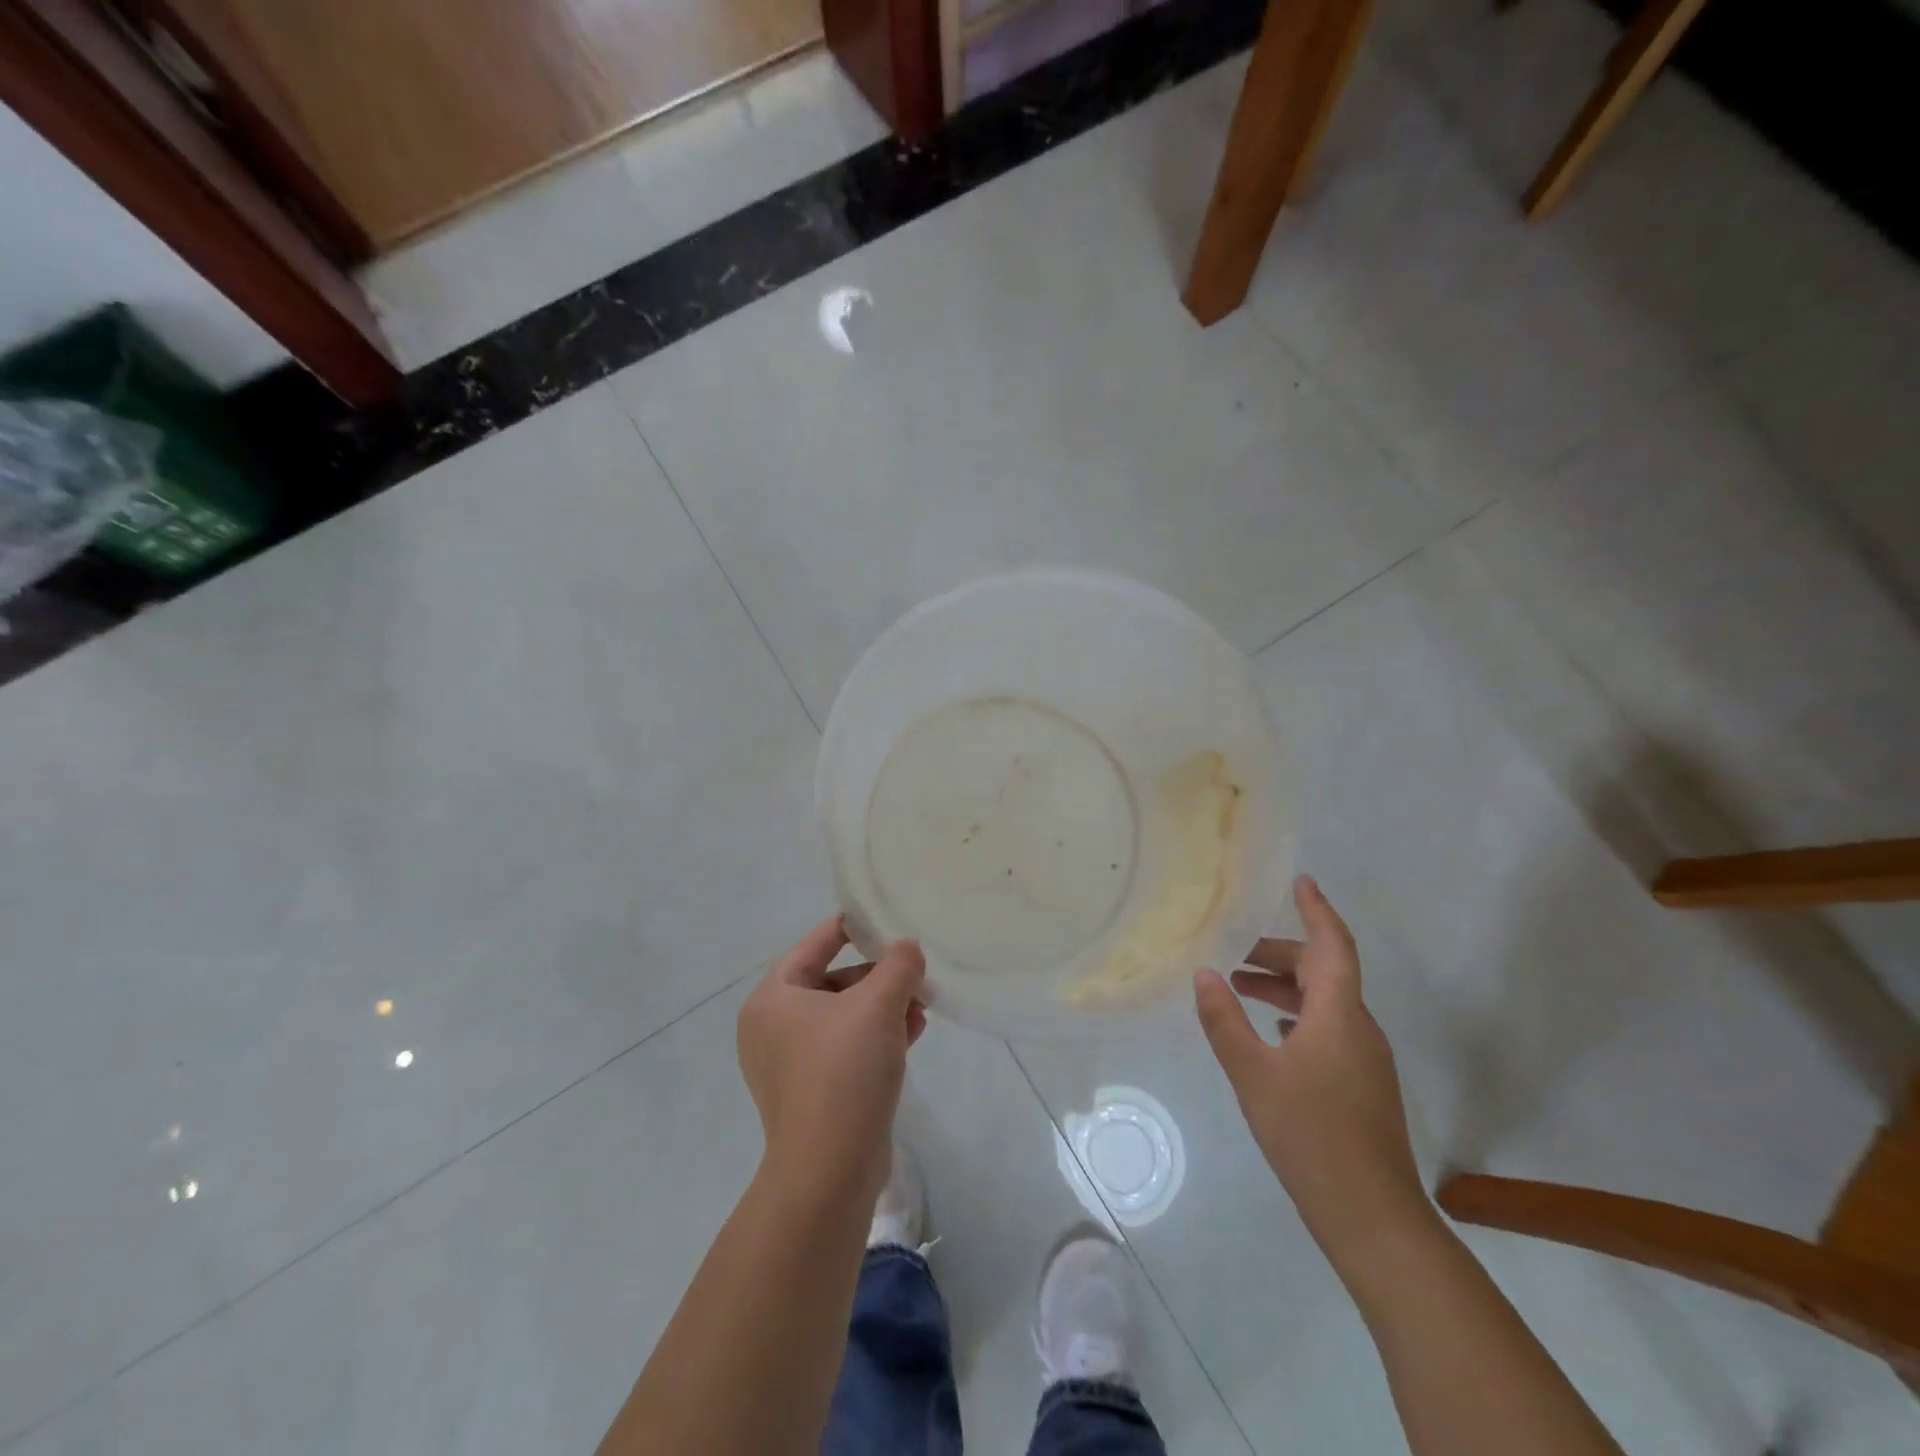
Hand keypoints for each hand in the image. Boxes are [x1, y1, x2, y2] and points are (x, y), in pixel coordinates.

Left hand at [737, 917, 926, 1206]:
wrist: (829, 1171)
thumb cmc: (844, 1071)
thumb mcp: (877, 1005)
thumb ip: (897, 965)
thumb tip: (907, 949)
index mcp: (772, 999)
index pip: (813, 946)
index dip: (848, 927)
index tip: (879, 917)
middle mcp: (772, 1029)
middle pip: (832, 983)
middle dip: (878, 976)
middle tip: (913, 972)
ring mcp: (790, 1065)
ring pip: (844, 1019)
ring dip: (883, 1007)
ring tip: (923, 1004)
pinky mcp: (812, 1094)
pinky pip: (846, 1050)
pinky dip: (877, 1037)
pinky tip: (914, 1032)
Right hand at [1194, 876, 1427, 1259]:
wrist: (1372, 1217)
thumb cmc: (1310, 1134)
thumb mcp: (1253, 1073)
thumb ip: (1225, 1020)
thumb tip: (1205, 973)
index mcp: (1339, 1014)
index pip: (1332, 945)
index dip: (1317, 910)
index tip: (1300, 881)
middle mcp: (1359, 1028)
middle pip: (1323, 971)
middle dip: (1279, 954)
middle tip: (1234, 948)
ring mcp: (1365, 1060)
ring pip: (1325, 1003)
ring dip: (1284, 987)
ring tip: (1239, 987)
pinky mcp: (1362, 1086)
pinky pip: (1328, 1030)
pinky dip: (1297, 1017)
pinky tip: (1270, 1034)